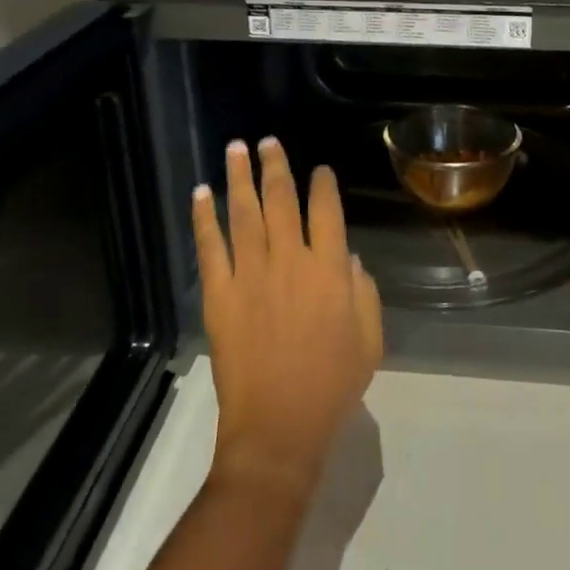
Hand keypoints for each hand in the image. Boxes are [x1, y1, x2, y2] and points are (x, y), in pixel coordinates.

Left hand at [194, 137, 384, 499]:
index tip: (320, 169)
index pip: (326, 211)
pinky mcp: (220, 293)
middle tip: (268, 141)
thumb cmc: (332, 385)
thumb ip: (363, 292)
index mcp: (329, 270)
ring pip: (244, 212)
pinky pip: (210, 246)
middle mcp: (289, 260)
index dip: (323, 184)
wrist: (279, 427)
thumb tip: (347, 258)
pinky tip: (201, 193)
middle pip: (281, 200)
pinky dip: (204, 218)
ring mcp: (251, 274)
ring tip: (236, 148)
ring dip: (239, 177)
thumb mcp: (369, 339)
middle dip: (276, 166)